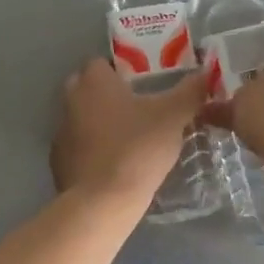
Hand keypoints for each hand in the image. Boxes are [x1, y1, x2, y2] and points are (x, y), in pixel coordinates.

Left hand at [51, 60, 205, 204]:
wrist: (102, 202)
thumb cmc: (137, 148)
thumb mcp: (174, 116)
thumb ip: (190, 92)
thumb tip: (205, 74)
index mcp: (94, 81)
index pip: (101, 61)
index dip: (122, 69)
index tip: (143, 82)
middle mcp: (71, 99)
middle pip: (88, 87)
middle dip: (109, 93)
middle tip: (138, 106)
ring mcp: (61, 132)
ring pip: (81, 116)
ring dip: (100, 121)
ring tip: (129, 135)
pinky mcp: (58, 161)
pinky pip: (78, 145)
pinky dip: (93, 148)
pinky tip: (114, 161)